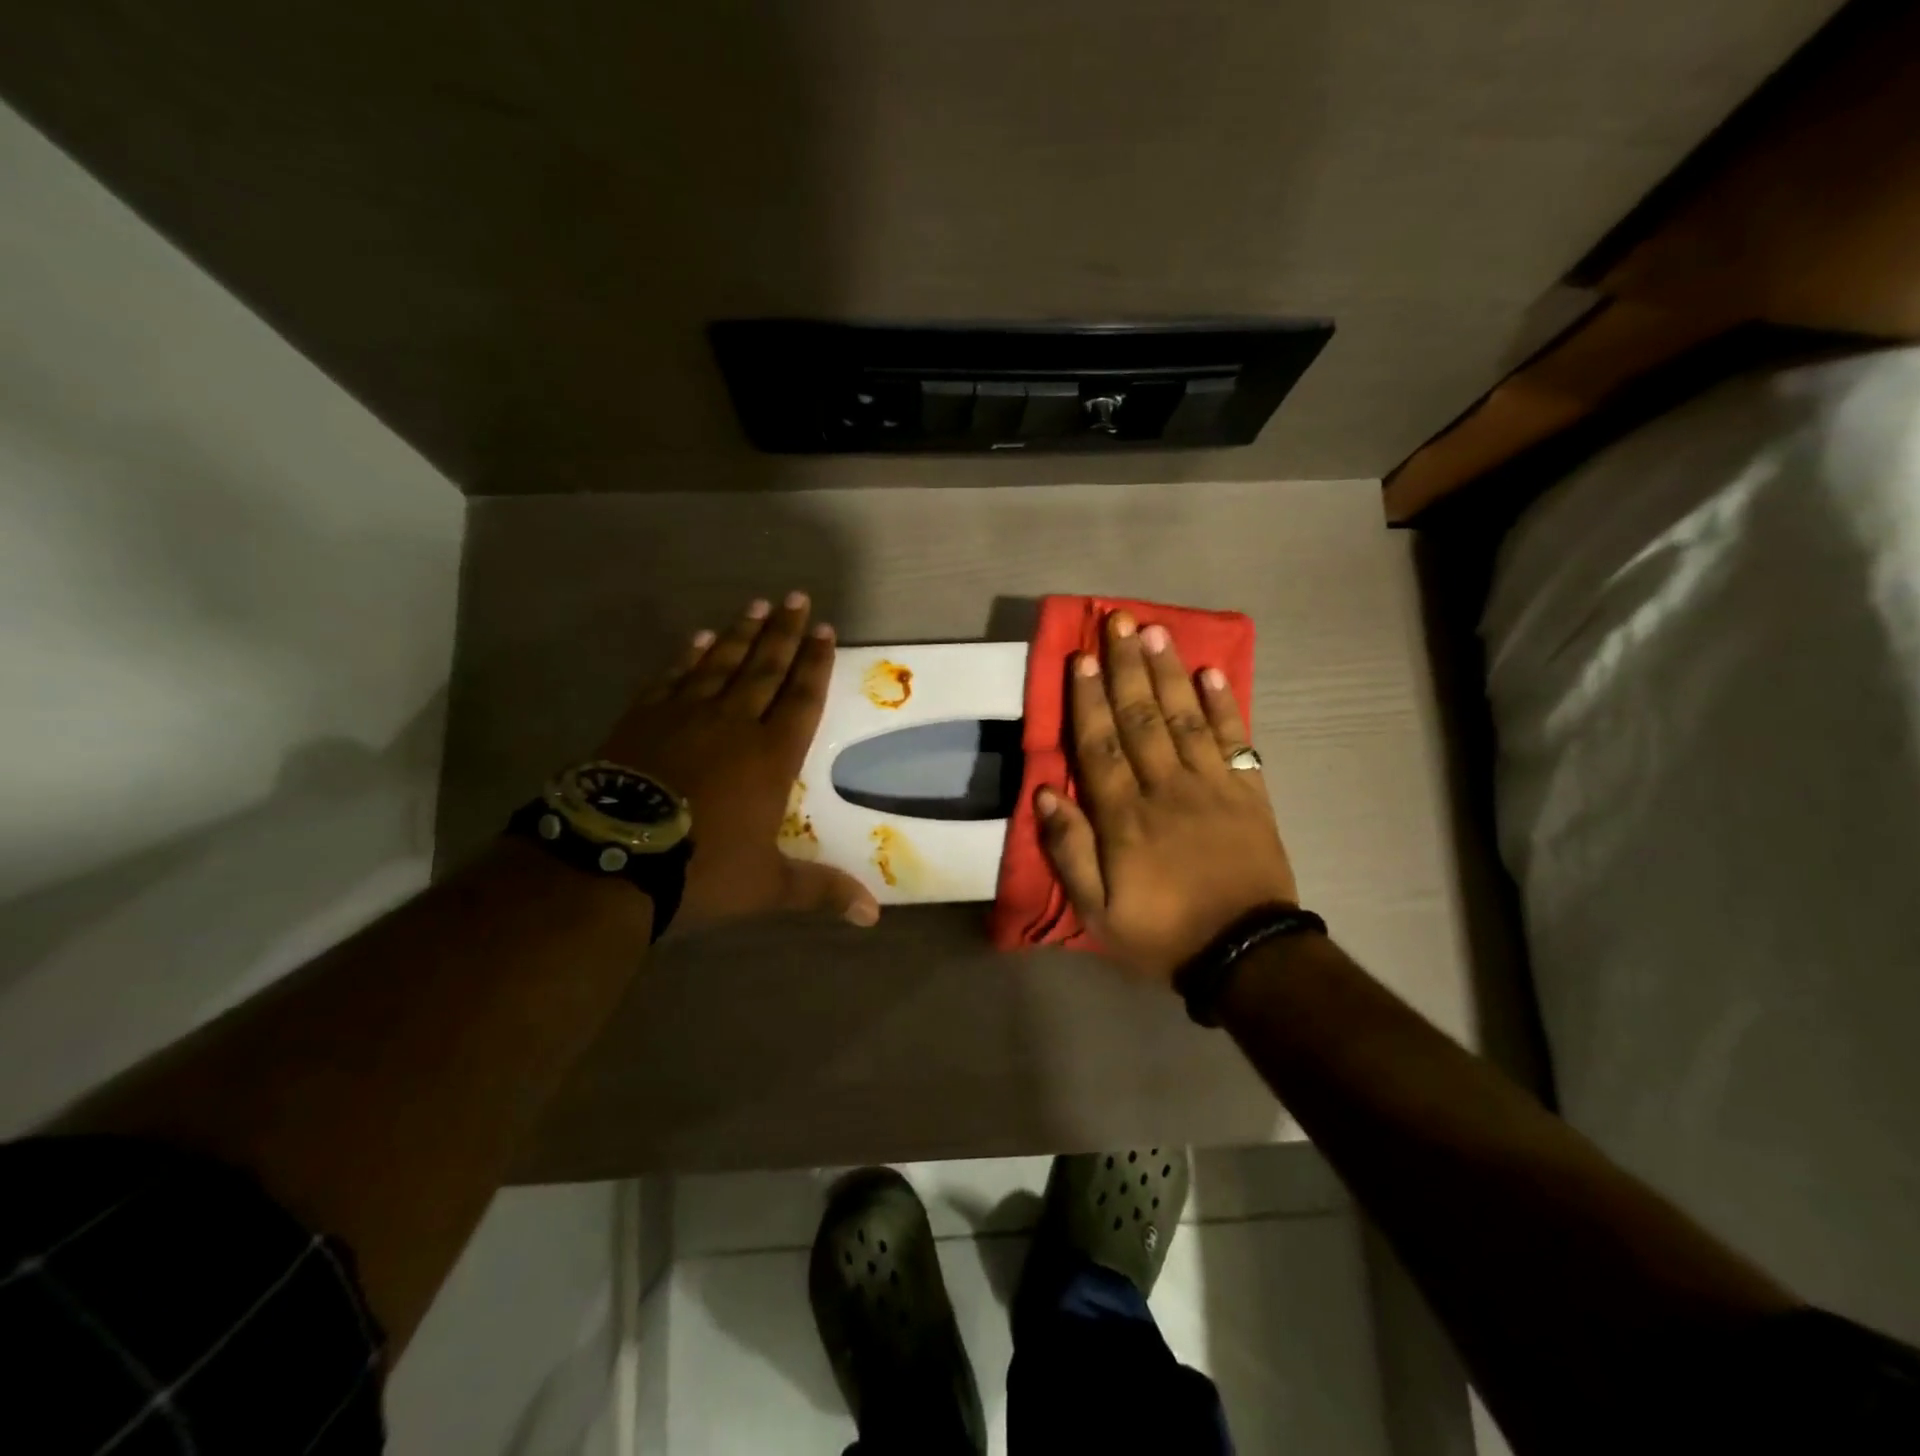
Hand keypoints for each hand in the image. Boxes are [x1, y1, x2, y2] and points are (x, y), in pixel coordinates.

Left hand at [597, 592, 879, 933]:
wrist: (613, 860)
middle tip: (797, 598)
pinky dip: (687, 658)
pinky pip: (672, 679)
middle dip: (784, 633)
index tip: (826, 630)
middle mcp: (732, 725)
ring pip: (720, 664)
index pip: (801, 698)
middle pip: (764, 668)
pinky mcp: (642, 720)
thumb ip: (820, 891)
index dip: (816, 664)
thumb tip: (873, 917)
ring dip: (740, 634)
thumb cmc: (700, 870)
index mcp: (770, 757)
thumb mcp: (767, 886)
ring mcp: (684, 717)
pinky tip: (696, 640)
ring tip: (755, 606)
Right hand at [1036, 611, 1296, 982]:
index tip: (1083, 658)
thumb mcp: (1097, 910)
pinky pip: (1236, 742)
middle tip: (1117, 622)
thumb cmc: (1162, 932)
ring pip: (1185, 718)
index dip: (1089, 699)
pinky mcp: (1248, 794)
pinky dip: (1226, 706)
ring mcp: (1212, 787)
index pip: (1101, 745)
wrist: (1246, 955)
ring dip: (1170, 673)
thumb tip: (1045, 791)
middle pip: (1142, 718)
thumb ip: (1069, 850)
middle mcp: (1167, 788)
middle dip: (1127, 667)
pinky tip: (1214, 673)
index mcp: (1126, 816)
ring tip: (1156, 632)